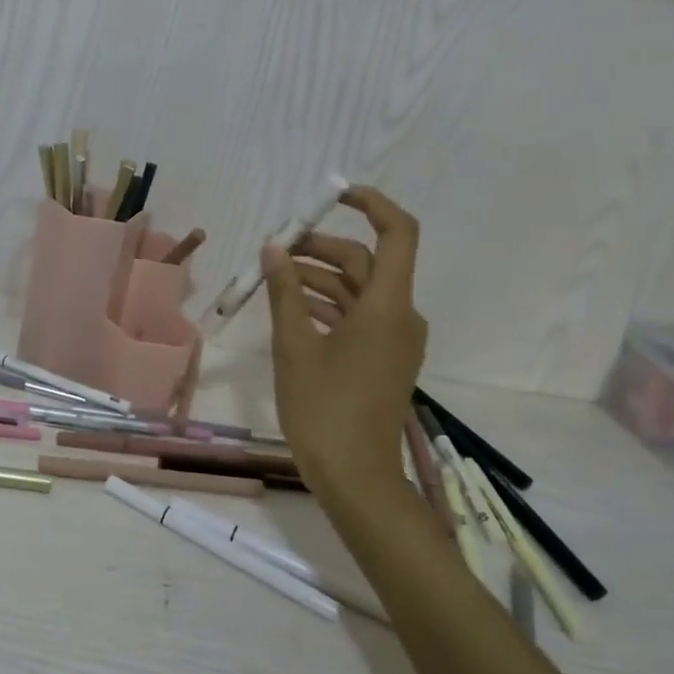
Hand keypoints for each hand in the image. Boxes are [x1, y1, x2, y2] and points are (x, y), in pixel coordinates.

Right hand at [262, 186, 426, 495]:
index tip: (333, 196)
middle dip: (321, 248)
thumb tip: (274, 248)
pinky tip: (291, 307)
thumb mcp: (294, 346)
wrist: (355, 477)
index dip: (371, 205)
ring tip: (273, 278)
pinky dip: (327, 304)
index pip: (397, 234)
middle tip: (275, 248)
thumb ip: (284, 292)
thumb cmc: (322, 409)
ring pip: (359, 290)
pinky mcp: (384, 358)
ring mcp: (395, 339)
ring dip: (319, 278)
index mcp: (387, 307)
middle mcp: (400, 315)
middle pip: (366, 262)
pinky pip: (359, 315)